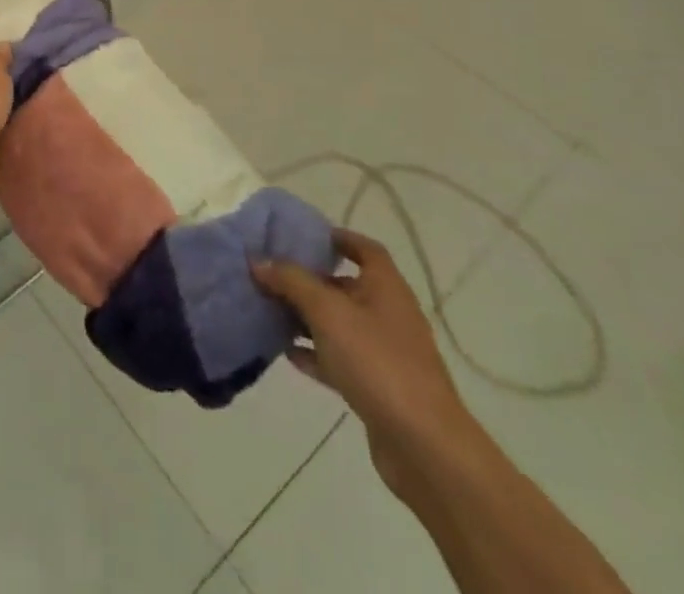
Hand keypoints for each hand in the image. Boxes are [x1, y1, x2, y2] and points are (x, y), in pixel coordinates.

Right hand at [252, 228, 477, 499]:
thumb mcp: (327, 312)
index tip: (305, 236)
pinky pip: (340, 360)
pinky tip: (287, 354)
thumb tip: (259, 261)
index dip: (338, 238)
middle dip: (310, 280)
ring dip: (308, 318)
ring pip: (340, 325)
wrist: (424, 447)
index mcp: (386, 287)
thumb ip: (291, 282)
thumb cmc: (377, 362)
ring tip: (271, 311)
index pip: (365, 249)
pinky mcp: (378, 388)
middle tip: (273, 274)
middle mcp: (389, 314)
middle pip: (346, 286)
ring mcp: (386, 353)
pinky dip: (316, 354)